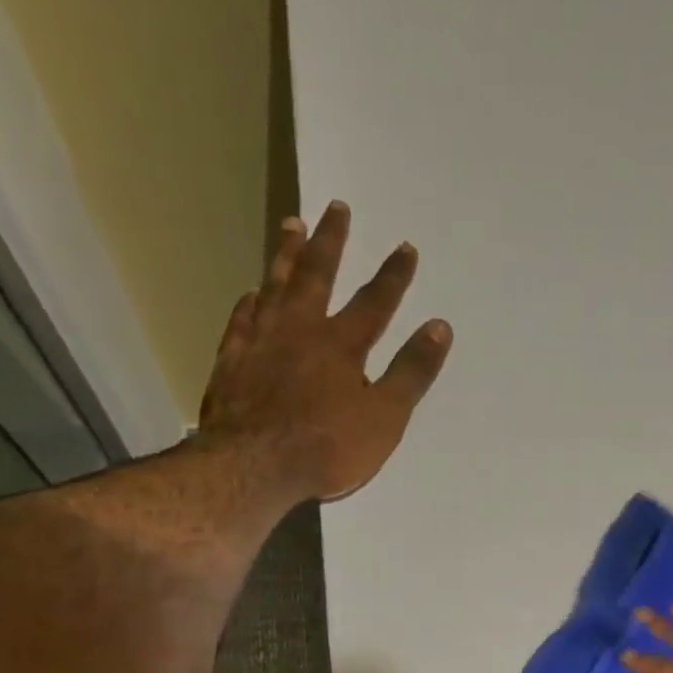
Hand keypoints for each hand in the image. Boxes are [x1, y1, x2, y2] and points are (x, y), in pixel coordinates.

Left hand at [198, 201, 452, 501]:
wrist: (255, 465)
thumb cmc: (328, 447)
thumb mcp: (385, 417)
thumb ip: (411, 372)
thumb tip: (440, 327)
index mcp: (342, 344)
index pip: (375, 302)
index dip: (393, 276)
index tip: (406, 247)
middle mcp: (300, 329)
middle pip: (317, 275)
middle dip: (332, 242)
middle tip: (336, 207)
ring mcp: (261, 341)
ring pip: (275, 285)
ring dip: (286, 254)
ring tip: (292, 224)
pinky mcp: (232, 360)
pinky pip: (243, 318)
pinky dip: (251, 302)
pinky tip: (252, 293)